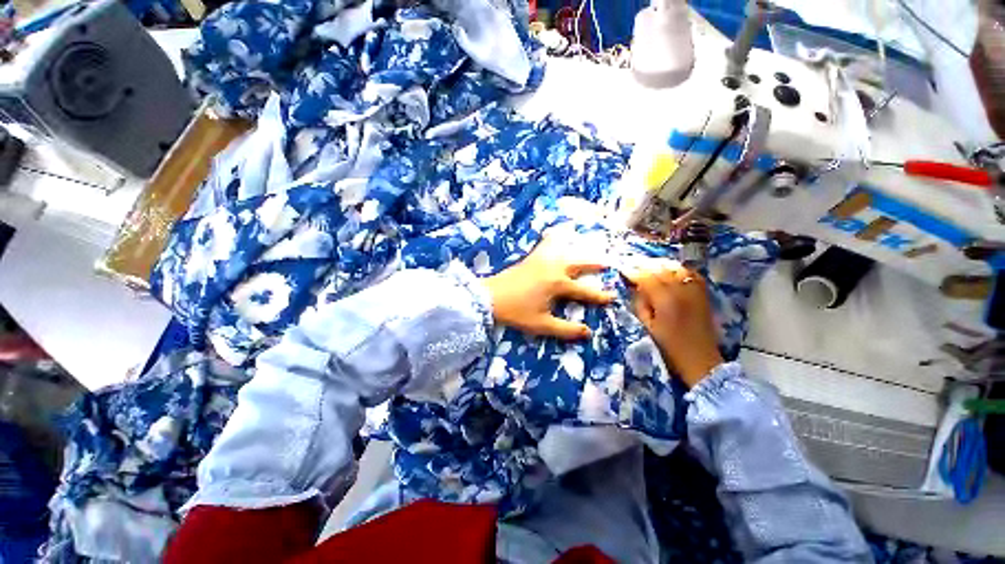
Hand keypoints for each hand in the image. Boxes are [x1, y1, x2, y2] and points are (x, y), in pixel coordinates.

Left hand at [483, 233, 615, 339]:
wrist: (490, 297)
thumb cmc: (516, 312)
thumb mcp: (542, 325)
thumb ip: (566, 330)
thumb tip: (587, 333)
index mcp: (558, 284)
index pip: (584, 291)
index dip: (599, 296)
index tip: (612, 296)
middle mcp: (554, 268)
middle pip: (579, 264)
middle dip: (594, 265)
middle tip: (606, 265)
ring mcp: (541, 260)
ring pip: (564, 251)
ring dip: (577, 249)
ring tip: (586, 245)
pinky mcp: (530, 258)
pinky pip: (544, 244)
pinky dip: (552, 238)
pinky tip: (553, 232)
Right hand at [624, 261, 723, 386]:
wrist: (700, 360)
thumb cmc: (669, 347)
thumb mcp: (647, 327)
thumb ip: (640, 304)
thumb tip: (635, 289)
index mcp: (665, 300)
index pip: (646, 278)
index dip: (633, 272)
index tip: (623, 269)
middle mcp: (681, 291)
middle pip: (661, 269)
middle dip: (645, 265)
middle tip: (632, 265)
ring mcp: (694, 291)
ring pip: (676, 268)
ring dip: (661, 265)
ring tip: (649, 266)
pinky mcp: (703, 295)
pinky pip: (692, 274)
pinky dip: (679, 269)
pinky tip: (671, 271)